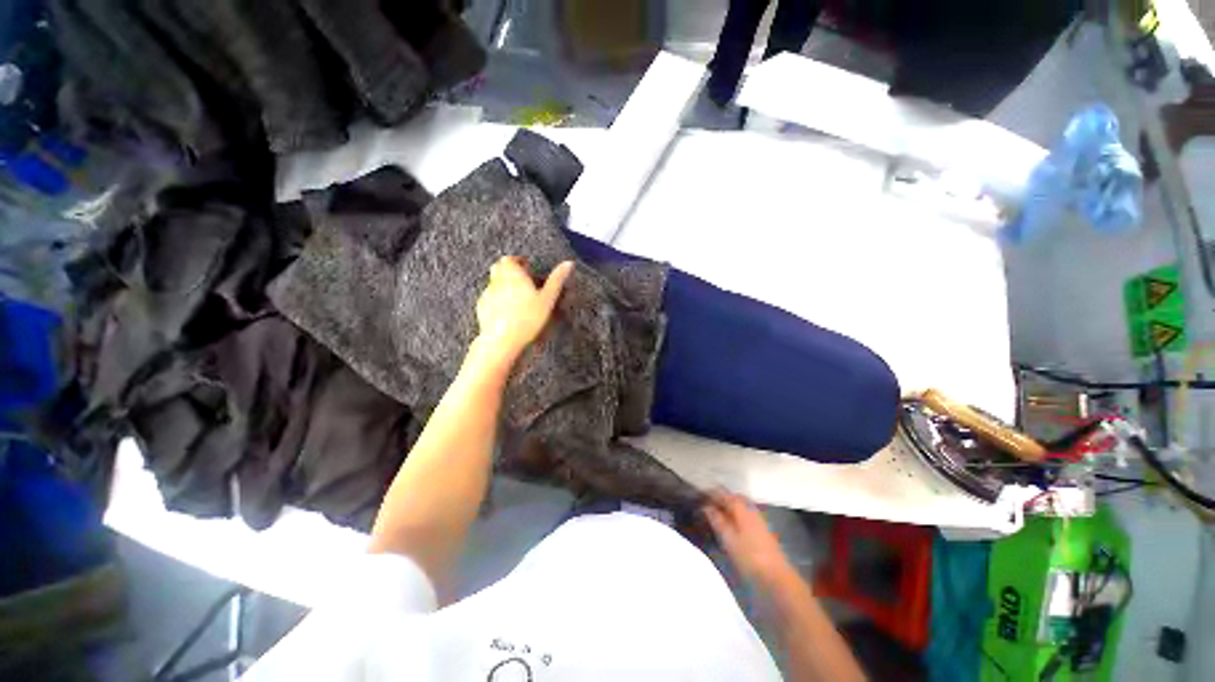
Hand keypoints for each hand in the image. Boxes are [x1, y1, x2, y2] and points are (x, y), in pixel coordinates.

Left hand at [473, 257, 573, 368]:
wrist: (502, 340)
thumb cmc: (527, 318)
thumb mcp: (548, 299)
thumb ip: (557, 280)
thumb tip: (569, 263)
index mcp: (512, 273)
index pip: (511, 259)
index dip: (519, 261)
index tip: (527, 267)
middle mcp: (497, 280)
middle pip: (499, 268)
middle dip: (510, 271)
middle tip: (523, 280)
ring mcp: (487, 294)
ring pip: (494, 283)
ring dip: (504, 285)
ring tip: (518, 297)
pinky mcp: (482, 308)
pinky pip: (490, 298)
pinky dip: (498, 300)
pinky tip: (508, 311)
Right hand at [703, 491, 793, 585]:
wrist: (776, 575)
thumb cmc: (749, 556)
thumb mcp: (728, 538)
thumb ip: (717, 520)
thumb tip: (706, 506)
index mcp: (741, 507)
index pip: (723, 493)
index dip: (711, 492)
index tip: (699, 495)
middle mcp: (750, 508)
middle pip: (732, 497)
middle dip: (719, 498)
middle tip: (706, 505)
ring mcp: (758, 518)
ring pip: (739, 506)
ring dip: (727, 507)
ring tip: (716, 514)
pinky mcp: (762, 528)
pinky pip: (745, 514)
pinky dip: (735, 515)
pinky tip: (730, 524)